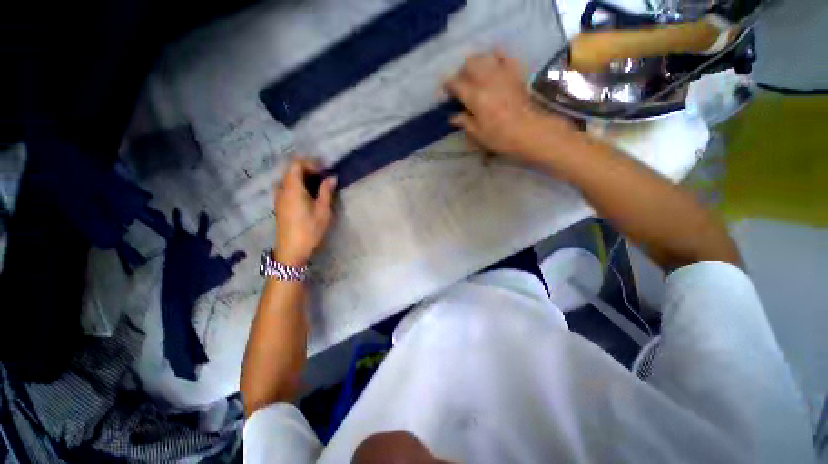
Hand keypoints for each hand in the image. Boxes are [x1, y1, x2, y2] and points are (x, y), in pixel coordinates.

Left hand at [274, 157, 336, 265]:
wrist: (291, 250)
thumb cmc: (309, 230)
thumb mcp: (323, 211)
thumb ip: (326, 192)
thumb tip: (332, 178)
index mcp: (292, 188)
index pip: (296, 164)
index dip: (310, 162)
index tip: (325, 169)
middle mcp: (282, 189)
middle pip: (291, 170)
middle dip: (307, 168)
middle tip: (324, 174)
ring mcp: (279, 197)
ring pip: (288, 178)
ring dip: (302, 176)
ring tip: (318, 183)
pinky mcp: (280, 205)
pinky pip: (287, 187)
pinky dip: (298, 184)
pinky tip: (309, 194)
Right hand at [445, 50, 576, 161]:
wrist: (529, 131)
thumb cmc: (500, 137)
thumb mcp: (478, 134)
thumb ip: (464, 122)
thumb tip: (453, 117)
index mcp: (475, 97)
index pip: (456, 83)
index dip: (448, 84)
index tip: (445, 90)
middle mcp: (486, 80)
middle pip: (469, 64)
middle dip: (461, 71)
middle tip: (460, 83)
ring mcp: (502, 74)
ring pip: (485, 57)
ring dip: (476, 62)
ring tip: (474, 73)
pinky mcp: (515, 73)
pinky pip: (505, 56)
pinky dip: (496, 55)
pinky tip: (493, 61)